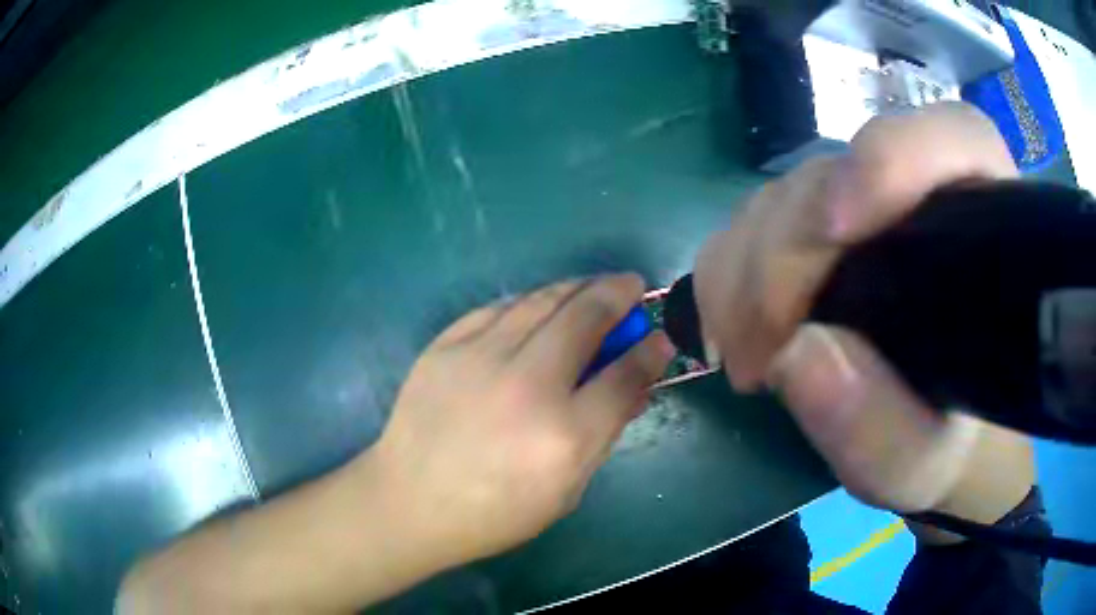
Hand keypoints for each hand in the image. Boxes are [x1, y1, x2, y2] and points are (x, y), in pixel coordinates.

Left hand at [365, 274, 673, 566]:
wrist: (410, 501)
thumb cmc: (495, 512)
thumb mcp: (566, 491)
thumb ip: (604, 433)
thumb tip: (634, 386)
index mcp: (564, 434)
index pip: (625, 375)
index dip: (650, 352)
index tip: (660, 338)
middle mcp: (527, 385)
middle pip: (585, 318)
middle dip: (617, 294)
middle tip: (631, 285)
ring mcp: (480, 358)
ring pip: (541, 300)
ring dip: (576, 287)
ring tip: (592, 287)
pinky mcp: (445, 346)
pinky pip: (497, 308)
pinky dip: (527, 302)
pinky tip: (538, 306)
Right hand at [694, 104, 1034, 531]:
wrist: (930, 435)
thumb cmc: (945, 445)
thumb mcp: (919, 465)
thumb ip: (880, 430)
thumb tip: (798, 355)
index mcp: (983, 231)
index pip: (955, 139)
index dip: (894, 158)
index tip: (836, 231)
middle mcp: (921, 197)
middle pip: (839, 174)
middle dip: (785, 255)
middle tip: (760, 354)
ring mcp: (864, 206)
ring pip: (786, 194)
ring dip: (746, 271)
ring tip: (747, 358)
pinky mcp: (817, 226)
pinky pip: (753, 219)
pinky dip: (729, 272)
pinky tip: (733, 330)